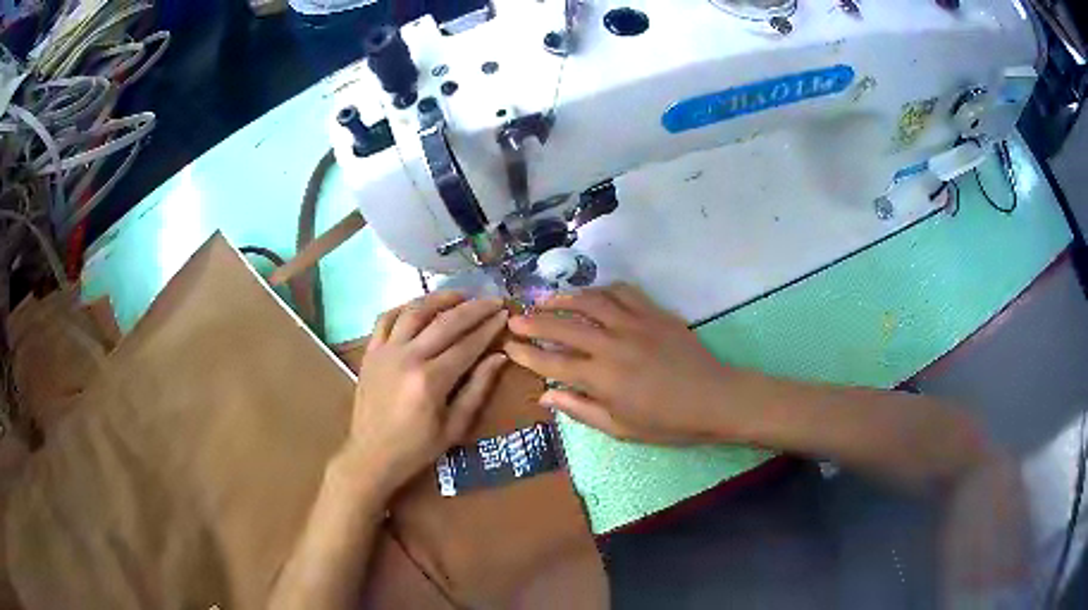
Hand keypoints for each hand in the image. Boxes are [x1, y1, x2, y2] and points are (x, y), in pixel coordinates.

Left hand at [344, 292, 508, 494]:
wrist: (370, 456)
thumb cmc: (416, 448)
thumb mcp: (454, 427)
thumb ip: (477, 389)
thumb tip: (499, 357)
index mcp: (431, 381)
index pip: (467, 344)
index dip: (489, 327)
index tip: (505, 314)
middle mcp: (407, 358)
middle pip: (445, 322)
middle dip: (473, 308)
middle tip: (492, 300)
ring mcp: (385, 352)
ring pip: (414, 311)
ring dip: (439, 299)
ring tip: (460, 295)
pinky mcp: (370, 352)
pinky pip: (386, 319)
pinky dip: (404, 307)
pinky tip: (420, 306)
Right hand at [505, 283, 736, 443]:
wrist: (715, 398)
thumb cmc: (668, 422)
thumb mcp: (620, 428)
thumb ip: (580, 409)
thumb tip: (545, 397)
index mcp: (602, 378)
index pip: (553, 362)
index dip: (527, 354)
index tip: (509, 346)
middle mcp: (612, 344)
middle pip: (564, 326)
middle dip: (534, 321)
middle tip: (515, 318)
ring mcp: (634, 323)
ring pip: (590, 301)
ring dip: (563, 298)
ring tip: (544, 299)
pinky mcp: (654, 312)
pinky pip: (622, 291)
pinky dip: (601, 289)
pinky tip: (591, 293)